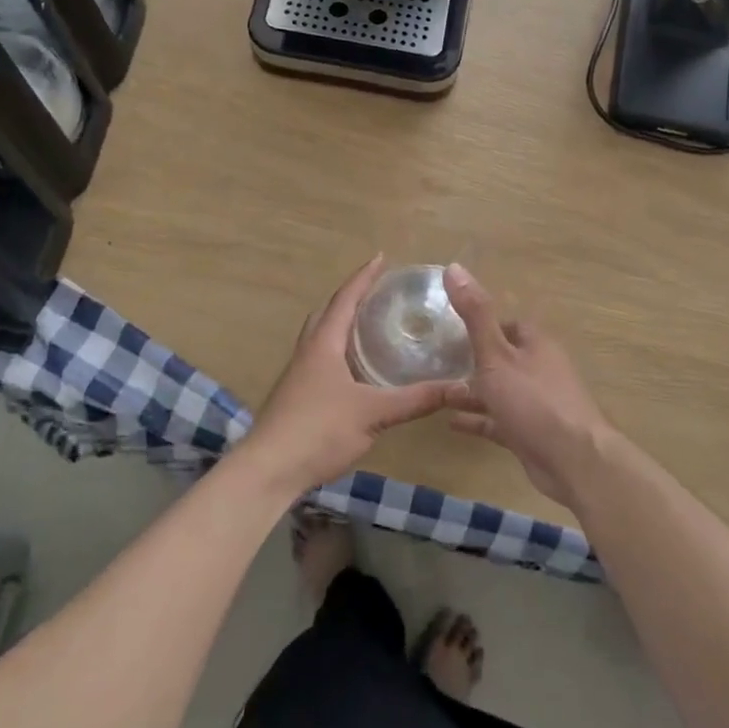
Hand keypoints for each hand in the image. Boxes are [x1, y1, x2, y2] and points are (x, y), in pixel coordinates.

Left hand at [242, 256, 460, 495]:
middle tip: (378, 292)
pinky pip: (321, 361)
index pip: (345, 299)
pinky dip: (340, 353)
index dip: (364, 277)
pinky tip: (356, 372)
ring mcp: (299, 376)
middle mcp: (308, 352)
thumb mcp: (373, 413)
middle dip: (351, 298)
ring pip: (322, 338)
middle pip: (328, 313)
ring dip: (343, 325)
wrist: (268, 470)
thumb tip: (460, 387)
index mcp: (323, 344)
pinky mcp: (297, 397)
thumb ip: (415, 399)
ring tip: (370, 326)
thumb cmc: (318, 430)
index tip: (381, 257)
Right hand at [442, 264, 611, 509]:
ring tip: (436, 391)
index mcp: (536, 344)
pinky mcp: (531, 433)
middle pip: (503, 357)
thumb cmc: (533, 400)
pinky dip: (478, 419)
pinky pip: (499, 420)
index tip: (449, 327)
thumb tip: (454, 267)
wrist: (573, 461)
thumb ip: (475, 314)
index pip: (507, 324)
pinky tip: (450, 422)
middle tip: (435, 360)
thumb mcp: (496, 354)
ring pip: (499, 390)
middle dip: (473, 359)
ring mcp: (537, 403)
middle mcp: (539, 369)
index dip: (481, 323)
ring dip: (472, 391)